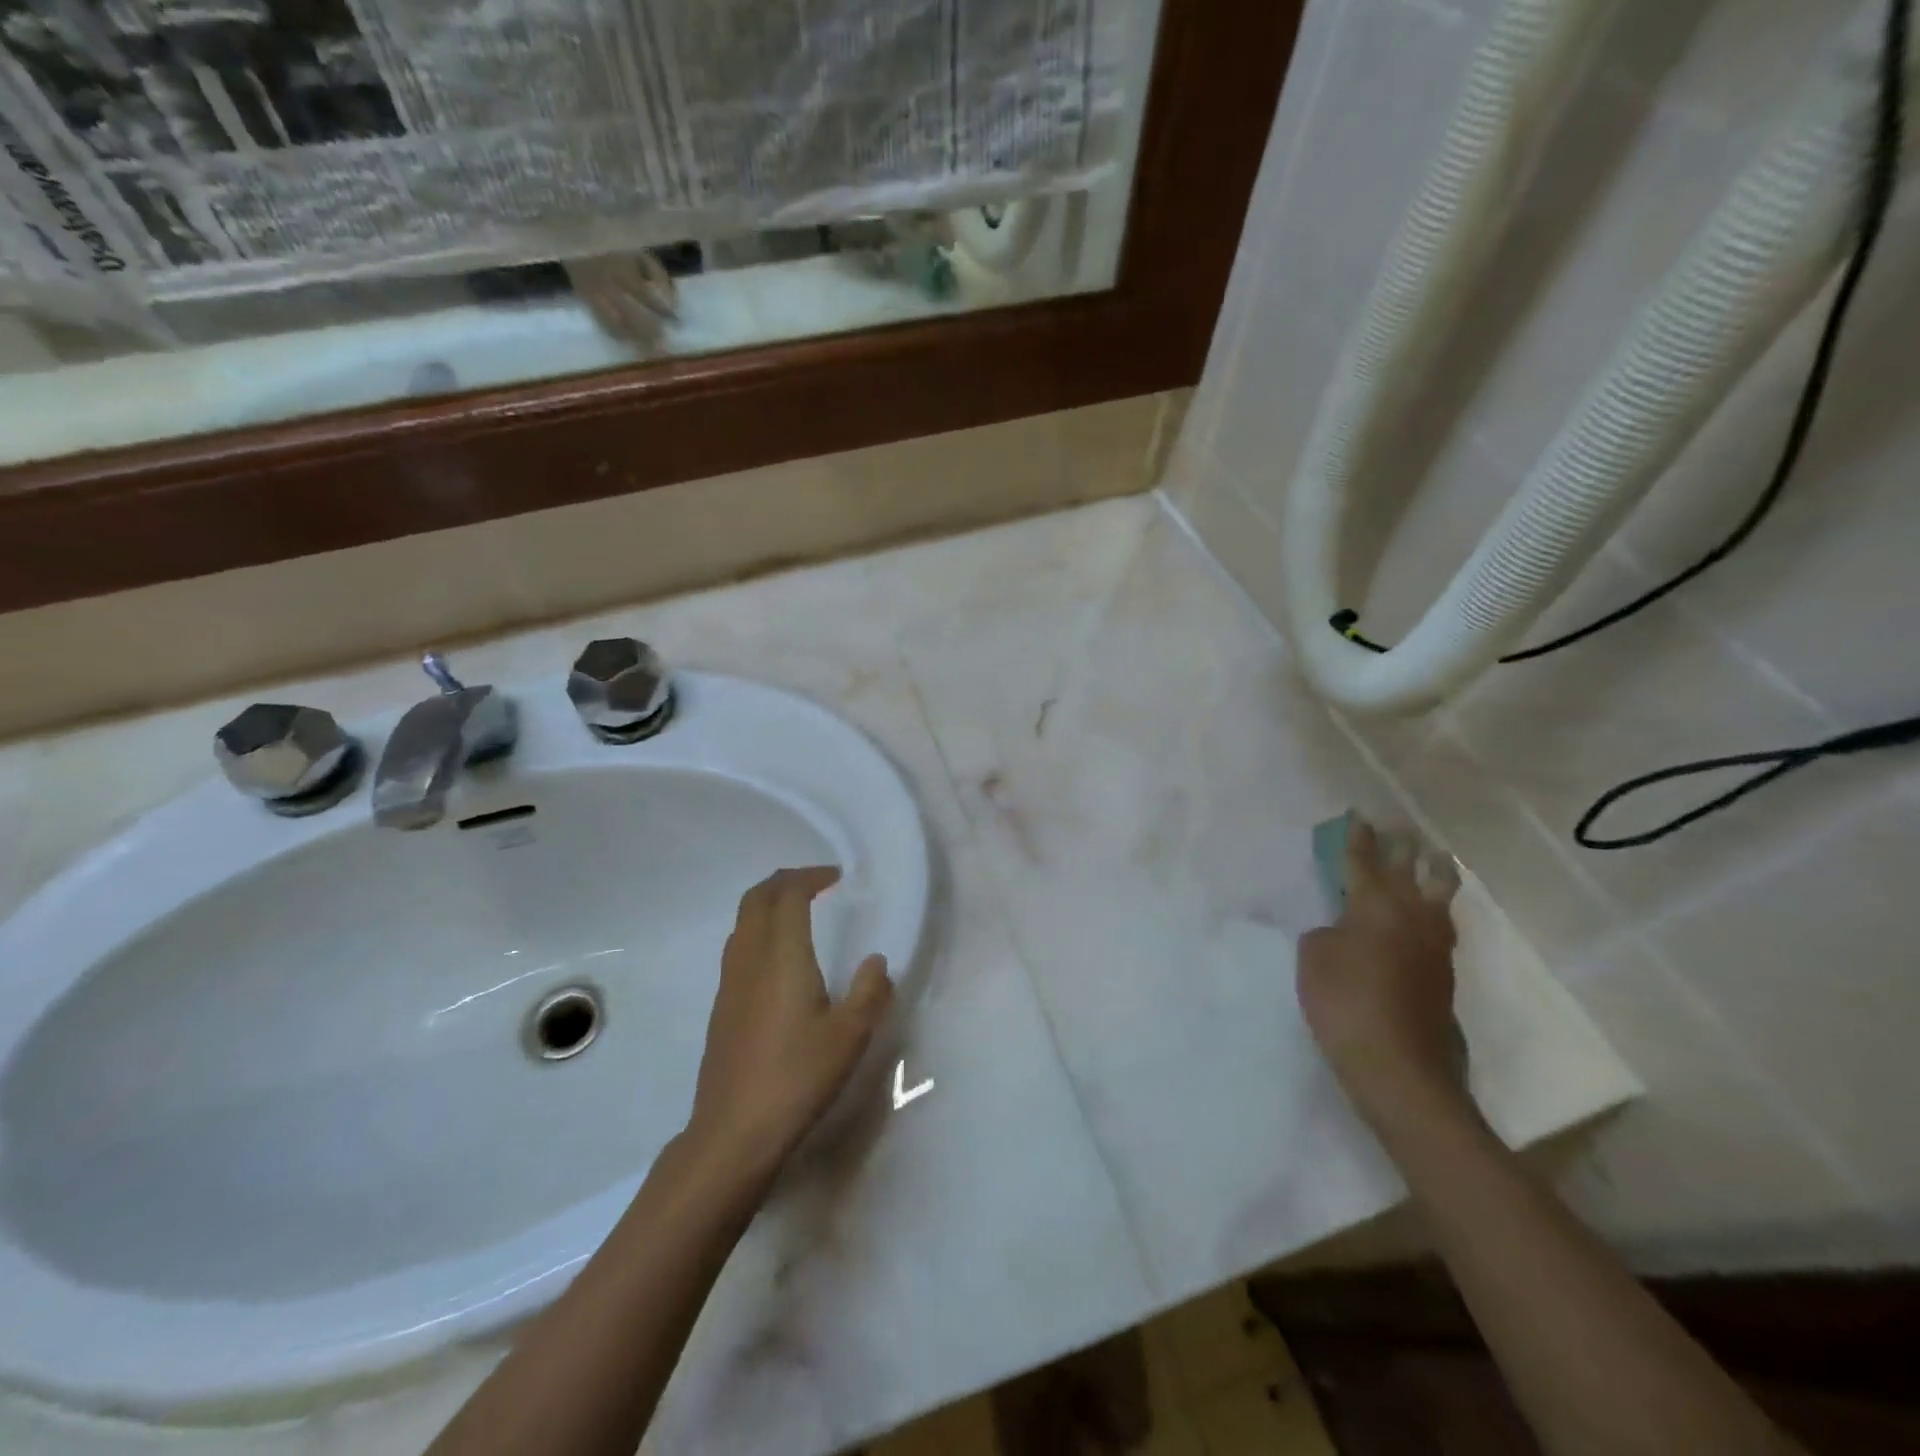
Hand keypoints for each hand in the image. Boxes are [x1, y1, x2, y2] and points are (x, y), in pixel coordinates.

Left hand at [689, 867, 892, 1185]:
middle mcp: (749, 959)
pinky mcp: (722, 1006)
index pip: (788, 894)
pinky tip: (781, 960)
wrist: (733, 1133)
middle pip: (756, 898)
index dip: (811, 877)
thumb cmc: (796, 1078)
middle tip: (817, 884)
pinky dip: (759, 931)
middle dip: (785, 881)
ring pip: (742, 921)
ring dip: (769, 904)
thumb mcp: (850, 1036)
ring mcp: (729, 983)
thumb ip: (870, 992)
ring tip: (800, 913)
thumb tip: (876, 961)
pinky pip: (738, 947)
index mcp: (782, 957)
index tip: (837, 879)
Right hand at [1296, 818, 1468, 1135]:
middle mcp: (1413, 916)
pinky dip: (1432, 911)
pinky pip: (1440, 927)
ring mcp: (1435, 947)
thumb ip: (1326, 932)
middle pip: (1415, 870)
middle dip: (1406, 848)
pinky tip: (1424, 918)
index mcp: (1375, 904)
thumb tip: (1343, 930)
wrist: (1399, 1068)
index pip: (1365, 859)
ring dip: (1434, 875)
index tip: (1358, 816)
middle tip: (1402, 831)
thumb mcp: (1313, 957)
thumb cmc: (1345, 1001)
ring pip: (1440, 898)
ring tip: (1433, 862)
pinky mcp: (1444, 976)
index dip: (1359, 837)